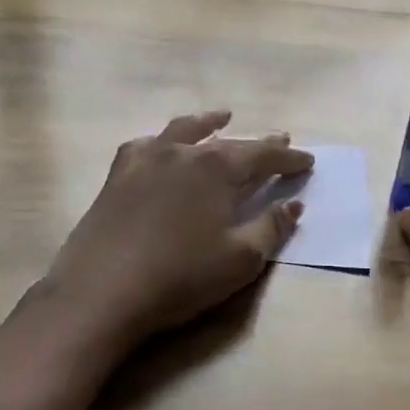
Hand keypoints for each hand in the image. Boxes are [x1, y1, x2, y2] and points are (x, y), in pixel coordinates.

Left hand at [45, 110, 312, 347]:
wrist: (101, 292)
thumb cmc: (180, 277)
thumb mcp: (240, 259)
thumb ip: (271, 227)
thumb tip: (294, 204)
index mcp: (217, 168)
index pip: (263, 155)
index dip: (289, 158)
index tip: (308, 161)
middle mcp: (183, 152)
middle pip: (229, 142)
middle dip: (258, 143)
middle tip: (280, 139)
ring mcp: (146, 159)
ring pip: (184, 131)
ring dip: (208, 123)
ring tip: (222, 117)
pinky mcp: (118, 176)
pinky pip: (146, 145)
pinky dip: (163, 140)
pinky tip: (163, 146)